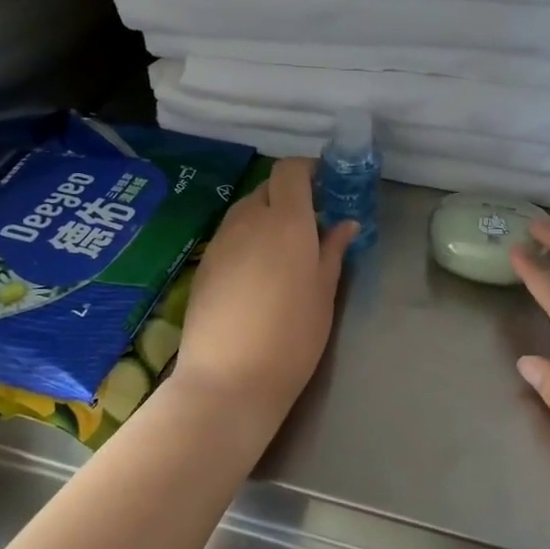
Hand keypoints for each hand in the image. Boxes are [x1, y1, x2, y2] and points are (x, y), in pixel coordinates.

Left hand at [172, 158, 355, 431]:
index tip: (325, 186)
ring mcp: (221, 241)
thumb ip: (333, 251)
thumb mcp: (324, 293)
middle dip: (289, 196)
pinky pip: (230, 236)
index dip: (307, 170)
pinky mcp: (204, 264)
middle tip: (310, 225)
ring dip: (266, 217)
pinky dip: (247, 239)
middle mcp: (249, 220)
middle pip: (267, 188)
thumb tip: (345, 223)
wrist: (229, 378)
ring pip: (245, 211)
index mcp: (286, 220)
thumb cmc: (292, 335)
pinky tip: (257, 274)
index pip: (290, 170)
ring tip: (284, 252)